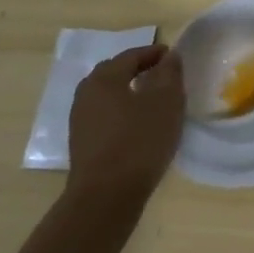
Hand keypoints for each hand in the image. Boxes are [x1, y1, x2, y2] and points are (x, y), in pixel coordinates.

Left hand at [64, 45, 184, 215]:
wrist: (105, 198)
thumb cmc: (139, 141)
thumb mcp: (166, 102)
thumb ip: (169, 73)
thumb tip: (169, 56)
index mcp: (104, 78)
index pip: (131, 55)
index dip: (154, 53)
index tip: (173, 56)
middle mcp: (86, 94)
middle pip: (115, 73)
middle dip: (138, 70)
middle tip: (161, 74)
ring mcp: (80, 121)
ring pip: (108, 96)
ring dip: (129, 93)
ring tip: (153, 101)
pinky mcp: (82, 145)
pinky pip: (105, 117)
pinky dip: (122, 113)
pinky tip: (139, 126)